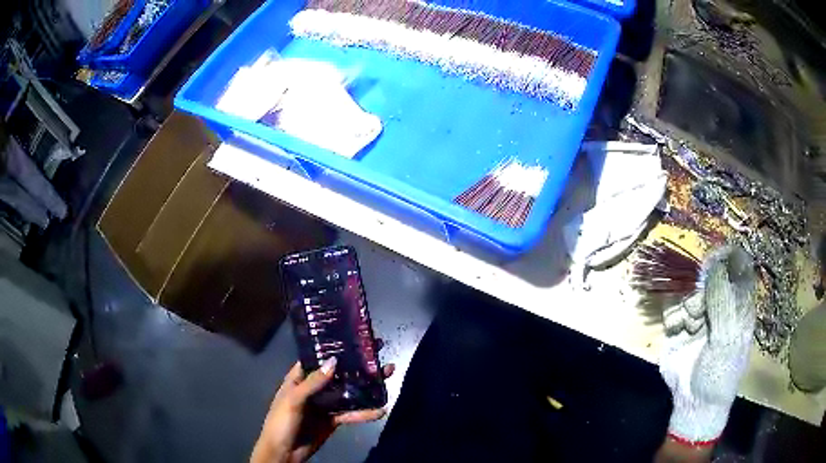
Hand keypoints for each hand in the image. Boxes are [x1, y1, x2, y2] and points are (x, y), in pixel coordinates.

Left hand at [251, 357, 395, 462]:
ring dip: (367, 385)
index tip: (355, 336)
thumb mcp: (293, 400)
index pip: (318, 357)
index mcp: (299, 378)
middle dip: (357, 364)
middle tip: (379, 350)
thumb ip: (313, 383)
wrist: (283, 453)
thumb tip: (334, 361)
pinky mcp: (333, 419)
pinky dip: (365, 412)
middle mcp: (314, 388)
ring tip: (389, 373)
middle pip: (338, 373)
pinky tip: (381, 410)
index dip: (334, 347)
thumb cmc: (281, 422)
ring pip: (349, 391)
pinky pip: (351, 413)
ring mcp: (325, 404)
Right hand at [659, 245, 755, 446]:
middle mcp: (720, 306)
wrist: (693, 404)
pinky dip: (674, 318)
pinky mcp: (679, 327)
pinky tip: (678, 332)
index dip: (726, 259)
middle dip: (702, 291)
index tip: (712, 260)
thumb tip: (715, 264)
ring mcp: (699, 316)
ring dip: (687, 307)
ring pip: (689, 292)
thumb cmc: (720, 374)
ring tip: (690, 327)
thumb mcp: (728, 339)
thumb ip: (723, 301)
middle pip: (710, 278)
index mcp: (739, 306)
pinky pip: (673, 308)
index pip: (737, 269)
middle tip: (699, 311)